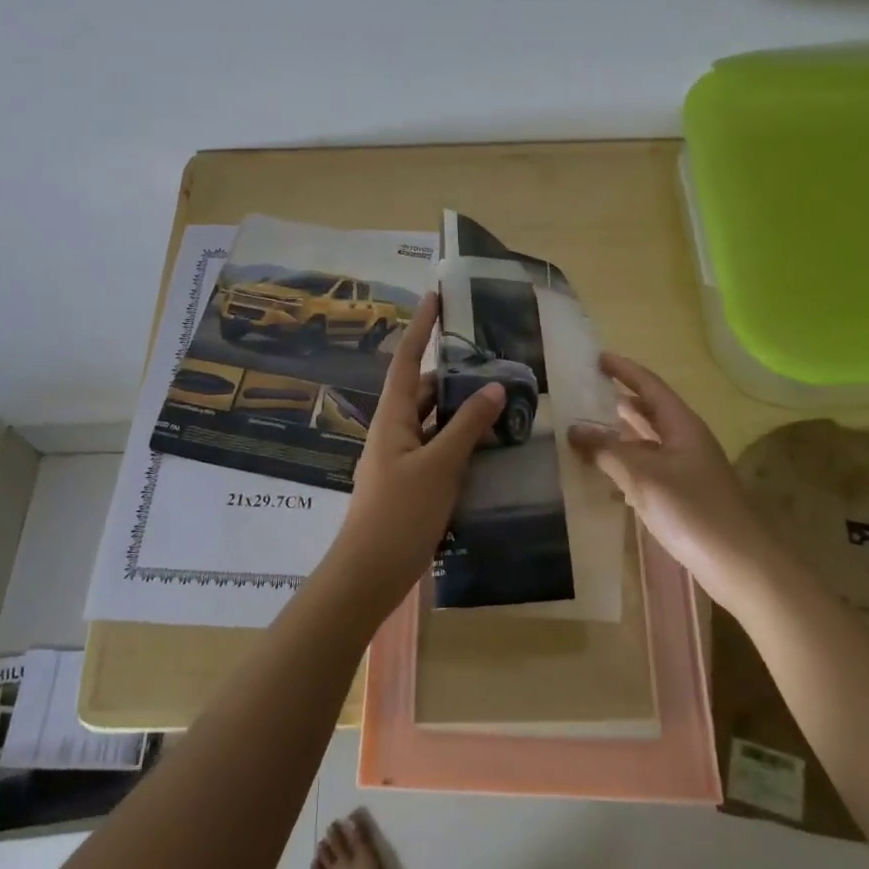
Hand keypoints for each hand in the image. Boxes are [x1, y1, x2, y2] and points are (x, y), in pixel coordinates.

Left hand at [324, 292, 503, 611]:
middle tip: (490, 355)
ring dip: (460, 407)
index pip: (407, 359)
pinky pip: (438, 447)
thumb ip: (467, 426)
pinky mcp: (412, 481)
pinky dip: (460, 439)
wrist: (369, 573)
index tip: (435, 295)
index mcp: (392, 417)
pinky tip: (489, 443)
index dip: (421, 326)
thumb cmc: (400, 513)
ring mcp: (402, 456)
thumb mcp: (439, 466)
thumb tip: (494, 386)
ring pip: (434, 419)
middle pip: (423, 388)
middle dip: (452, 370)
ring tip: (499, 393)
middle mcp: (394, 429)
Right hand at [568, 352, 755, 588]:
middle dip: (620, 399)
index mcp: (682, 426)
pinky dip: (626, 464)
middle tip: (586, 391)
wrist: (742, 566)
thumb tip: (574, 429)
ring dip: (620, 434)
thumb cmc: (693, 511)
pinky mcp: (685, 497)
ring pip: (648, 442)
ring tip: (588, 427)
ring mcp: (688, 470)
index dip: (624, 370)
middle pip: (651, 411)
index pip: (650, 386)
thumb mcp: (643, 476)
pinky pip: (649, 469)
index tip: (597, 358)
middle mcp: (686, 441)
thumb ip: (607, 451)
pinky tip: (606, 474)